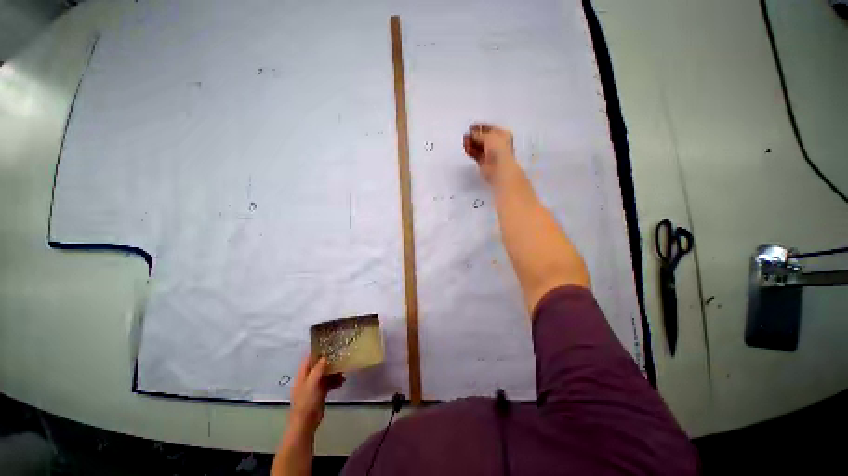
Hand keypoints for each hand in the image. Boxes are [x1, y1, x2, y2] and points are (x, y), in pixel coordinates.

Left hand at [288, 355, 344, 434]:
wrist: (305, 423)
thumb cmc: (306, 402)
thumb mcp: (312, 383)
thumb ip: (318, 369)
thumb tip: (325, 356)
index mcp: (303, 373)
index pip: (309, 357)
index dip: (318, 350)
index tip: (330, 344)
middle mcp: (308, 377)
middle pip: (319, 364)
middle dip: (330, 361)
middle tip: (341, 356)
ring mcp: (314, 385)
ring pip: (325, 373)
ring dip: (334, 371)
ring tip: (343, 372)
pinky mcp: (320, 392)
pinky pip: (329, 382)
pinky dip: (335, 381)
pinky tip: (342, 382)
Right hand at [463, 123, 516, 182]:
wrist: (499, 169)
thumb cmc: (499, 151)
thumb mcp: (489, 137)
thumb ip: (478, 134)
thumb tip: (471, 134)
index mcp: (502, 135)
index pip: (489, 129)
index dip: (480, 127)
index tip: (471, 127)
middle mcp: (496, 144)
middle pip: (482, 138)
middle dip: (473, 136)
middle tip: (466, 135)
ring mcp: (490, 154)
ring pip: (478, 146)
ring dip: (471, 143)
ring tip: (464, 142)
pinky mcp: (483, 162)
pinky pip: (475, 155)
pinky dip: (470, 151)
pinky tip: (466, 149)